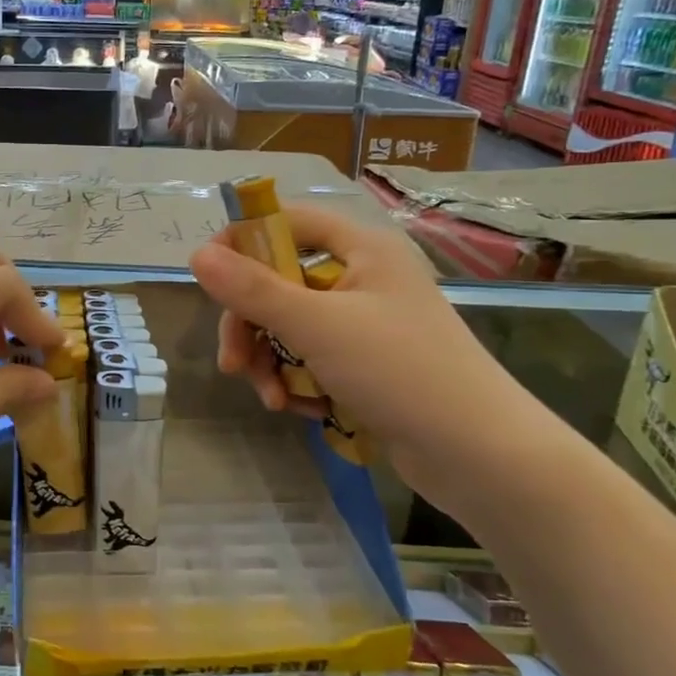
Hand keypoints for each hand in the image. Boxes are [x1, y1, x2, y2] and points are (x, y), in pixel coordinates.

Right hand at [190, 205, 526, 487]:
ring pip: (291, 326)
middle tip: (232, 364)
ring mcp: (366, 323)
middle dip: (251, 325)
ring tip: (273, 399)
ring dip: (270, 361)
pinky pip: (312, 358)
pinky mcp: (367, 364)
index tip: (210, 279)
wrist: (478, 454)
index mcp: (361, 248)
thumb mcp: (317, 326)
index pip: (287, 221)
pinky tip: (302, 410)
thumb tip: (196, 255)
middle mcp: (363, 277)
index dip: (243, 242)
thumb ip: (253, 290)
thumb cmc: (399, 371)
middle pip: (281, 282)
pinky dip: (298, 381)